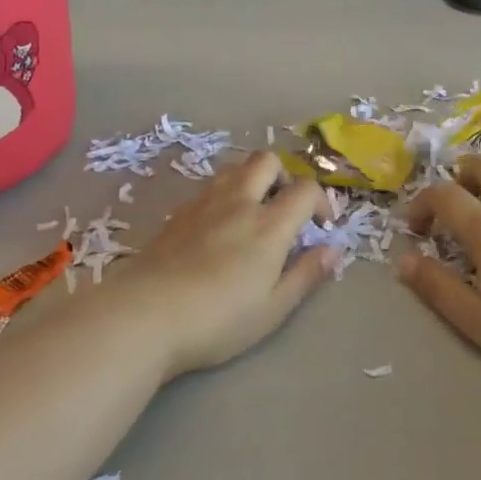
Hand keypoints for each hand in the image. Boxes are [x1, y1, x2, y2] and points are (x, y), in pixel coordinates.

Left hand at [112, 152, 334, 379]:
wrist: (146, 313)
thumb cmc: (218, 320)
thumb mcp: (272, 309)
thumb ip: (305, 275)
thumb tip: (334, 250)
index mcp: (269, 225)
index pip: (305, 189)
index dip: (321, 201)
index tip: (320, 227)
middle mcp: (239, 202)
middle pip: (267, 160)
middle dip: (284, 176)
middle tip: (283, 209)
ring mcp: (205, 203)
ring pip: (235, 168)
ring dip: (252, 181)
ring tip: (252, 215)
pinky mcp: (178, 212)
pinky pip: (209, 187)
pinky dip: (224, 196)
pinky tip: (217, 229)